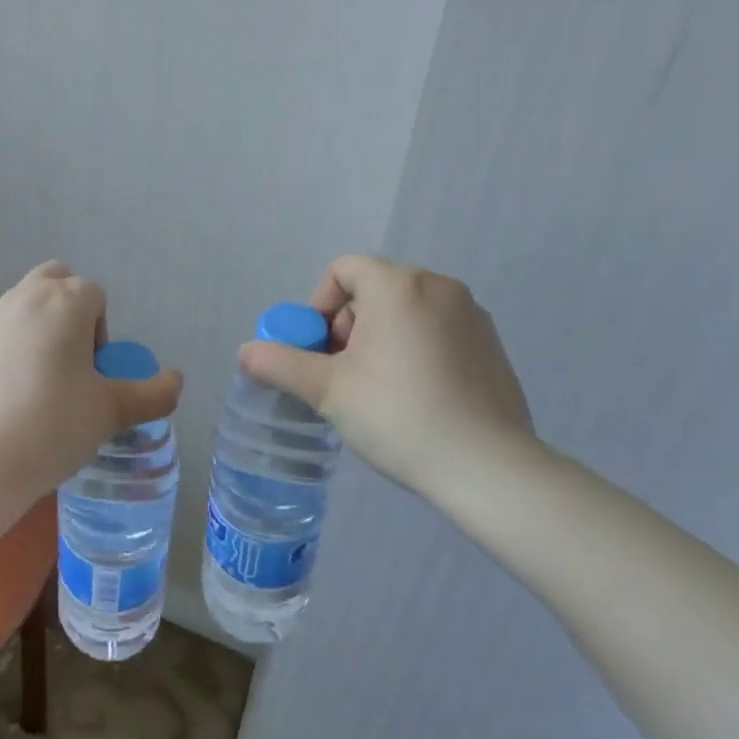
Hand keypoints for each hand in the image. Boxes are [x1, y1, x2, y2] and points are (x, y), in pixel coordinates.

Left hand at [0, 262, 183, 496]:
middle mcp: (21, 298)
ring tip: (32, 389)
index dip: (101, 330)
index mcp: (64, 303)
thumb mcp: (111, 413)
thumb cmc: (52, 428)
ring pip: (17, 308)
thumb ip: (153, 394)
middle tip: (68, 362)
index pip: (94, 294)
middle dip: (66, 309)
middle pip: (53, 280)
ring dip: (32, 332)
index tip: (94, 372)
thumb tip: (176, 381)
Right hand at [239, 255, 534, 498]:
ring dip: (380, 338)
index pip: (344, 270)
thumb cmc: (398, 415)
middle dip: (348, 326)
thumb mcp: (327, 389)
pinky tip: (416, 398)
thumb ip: (280, 364)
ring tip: (378, 390)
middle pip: (374, 289)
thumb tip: (245, 352)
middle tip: (344, 374)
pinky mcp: (492, 346)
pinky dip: (416, 350)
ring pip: (406, 311)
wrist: (487, 468)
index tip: (319, 350)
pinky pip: (438, 331)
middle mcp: (439, 287)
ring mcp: (472, 315)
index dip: (319, 305)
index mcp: (399, 285)